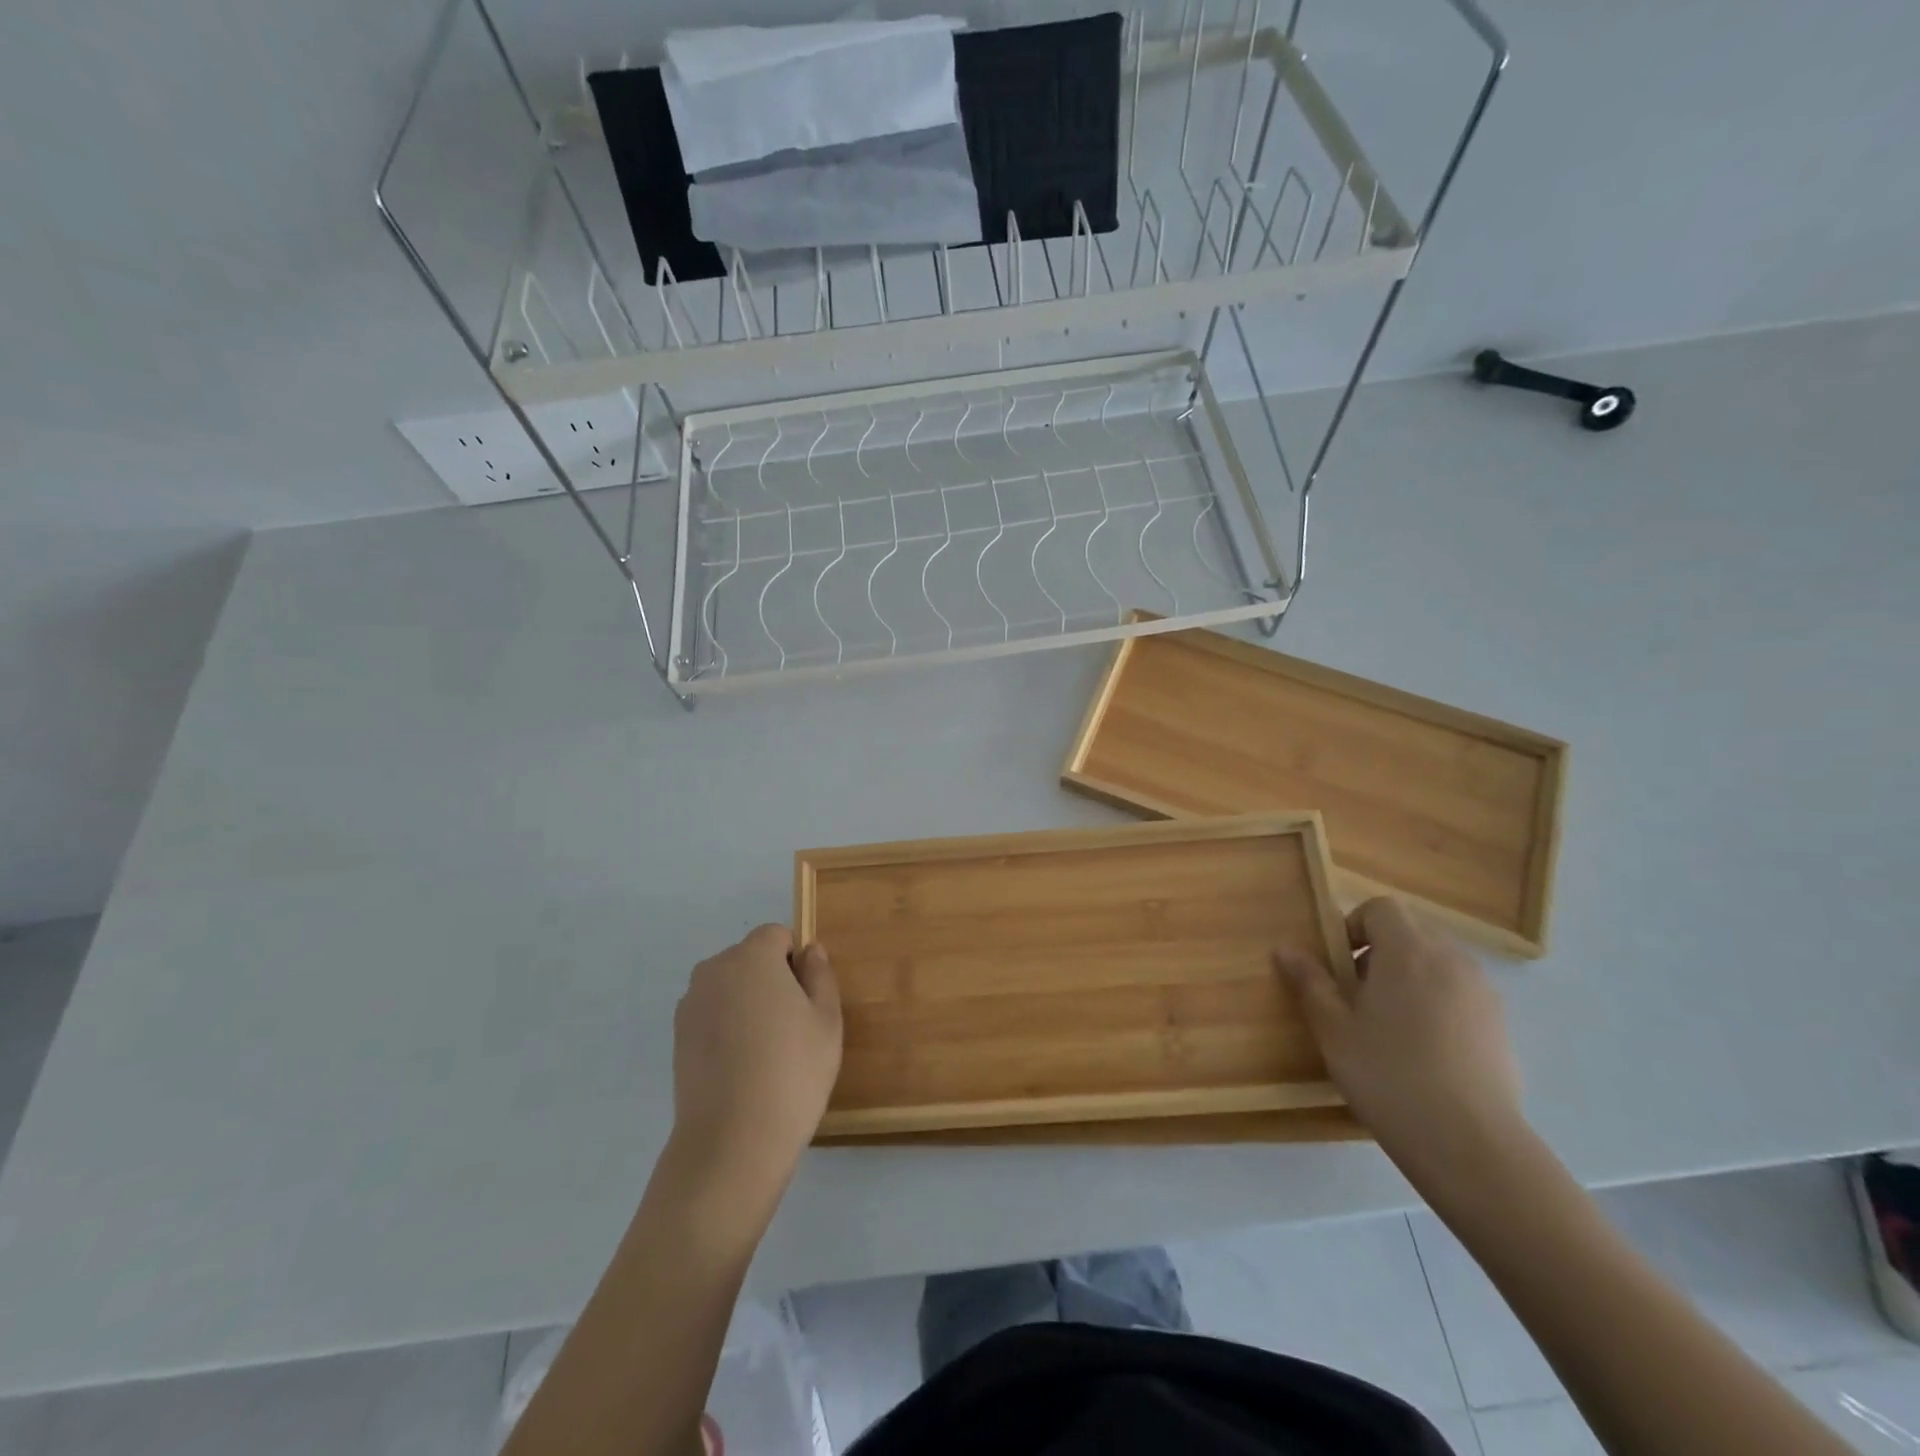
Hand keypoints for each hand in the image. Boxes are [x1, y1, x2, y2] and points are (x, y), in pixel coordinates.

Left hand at [669, 925, 841, 1209]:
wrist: (732, 1141)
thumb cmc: (792, 1072)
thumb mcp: (826, 1020)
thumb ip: (820, 975)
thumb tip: (809, 950)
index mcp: (752, 957)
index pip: (776, 935)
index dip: (795, 962)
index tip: (806, 1001)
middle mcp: (714, 970)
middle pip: (750, 959)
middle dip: (771, 980)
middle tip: (792, 1028)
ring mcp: (690, 1005)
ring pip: (730, 988)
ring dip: (747, 1004)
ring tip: (765, 1053)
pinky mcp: (677, 1038)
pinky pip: (712, 1015)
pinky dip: (727, 1028)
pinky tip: (741, 1067)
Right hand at [1278, 898, 1525, 1187]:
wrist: (1471, 1144)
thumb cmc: (1389, 1076)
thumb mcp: (1334, 1030)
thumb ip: (1310, 983)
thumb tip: (1285, 948)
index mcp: (1408, 950)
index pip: (1381, 908)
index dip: (1355, 926)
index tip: (1339, 965)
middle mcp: (1451, 959)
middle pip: (1412, 932)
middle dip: (1382, 951)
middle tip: (1359, 995)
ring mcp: (1483, 992)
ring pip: (1439, 963)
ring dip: (1411, 976)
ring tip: (1392, 1025)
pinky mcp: (1502, 1026)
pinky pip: (1462, 994)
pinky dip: (1439, 1003)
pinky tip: (1426, 1051)